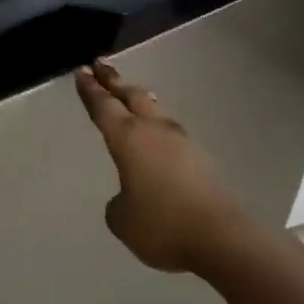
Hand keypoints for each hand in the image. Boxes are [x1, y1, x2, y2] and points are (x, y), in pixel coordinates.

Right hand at [73, 60, 255, 278]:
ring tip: (131, 95)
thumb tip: (131, 194)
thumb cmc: (162, 225)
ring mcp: (182, 142)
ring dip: (139, 101)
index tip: (81, 69)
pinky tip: (157, 140)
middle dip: (114, 81)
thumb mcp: (122, 219)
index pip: (103, 106)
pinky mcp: (201, 159)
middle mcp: (154, 131)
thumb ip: (118, 201)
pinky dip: (157, 129)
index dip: (90, 89)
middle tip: (101, 65)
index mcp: (128, 138)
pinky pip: (171, 135)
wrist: (222, 238)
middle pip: (131, 96)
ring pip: (155, 112)